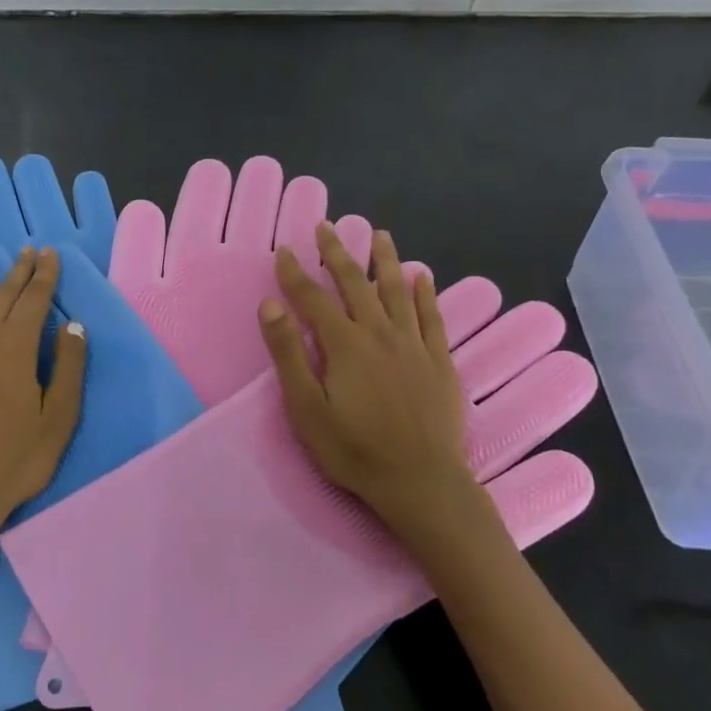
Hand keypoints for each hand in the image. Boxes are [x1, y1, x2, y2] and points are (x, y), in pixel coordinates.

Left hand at [0, 245, 85, 555]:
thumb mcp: (58, 420)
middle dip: (17, 271)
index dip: (44, 276)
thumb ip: (68, 369)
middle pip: (1, 298)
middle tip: (27, 250)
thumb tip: (73, 325)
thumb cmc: (16, 462)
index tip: (50, 253)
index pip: (34, 302)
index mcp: (16, 352)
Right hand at [257, 224, 482, 537]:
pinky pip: (432, 318)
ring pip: (398, 292)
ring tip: (379, 235)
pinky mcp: (440, 362)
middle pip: (355, 284)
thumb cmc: (355, 451)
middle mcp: (380, 334)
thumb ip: (288, 354)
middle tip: (327, 227)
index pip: (313, 298)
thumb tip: (271, 305)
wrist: (422, 483)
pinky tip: (422, 277)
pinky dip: (426, 294)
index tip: (284, 250)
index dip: (295, 272)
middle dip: (337, 254)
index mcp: (345, 345)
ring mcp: (414, 346)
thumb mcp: (307, 409)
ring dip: (385, 261)